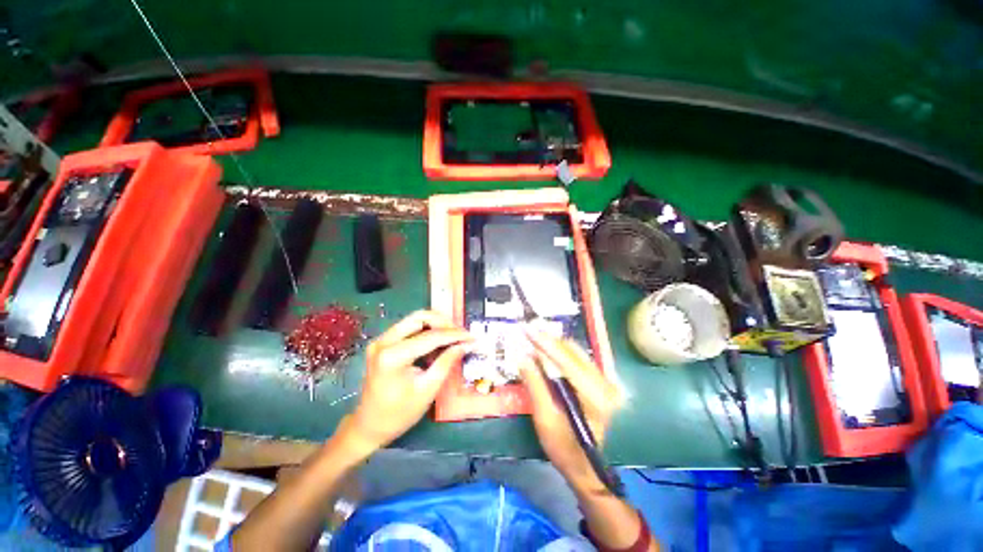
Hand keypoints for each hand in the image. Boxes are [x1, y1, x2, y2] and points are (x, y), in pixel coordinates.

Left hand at [346, 310, 472, 451]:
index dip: (454, 335)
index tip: (472, 337)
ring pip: (414, 319)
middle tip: (461, 334)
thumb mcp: (428, 389)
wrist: (369, 426)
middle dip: (444, 323)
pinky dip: (426, 330)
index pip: (431, 336)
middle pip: (420, 317)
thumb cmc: (399, 413)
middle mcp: (384, 341)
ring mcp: (381, 340)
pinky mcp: (383, 342)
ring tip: (452, 336)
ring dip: (435, 324)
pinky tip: (437, 341)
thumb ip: (447, 362)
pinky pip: (408, 328)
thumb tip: (465, 344)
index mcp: (393, 356)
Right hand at [520, 329, 621, 492]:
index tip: (528, 329)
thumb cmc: (563, 448)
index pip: (567, 361)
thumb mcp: (545, 418)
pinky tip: (546, 351)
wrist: (585, 466)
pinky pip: (578, 359)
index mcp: (595, 398)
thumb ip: (535, 385)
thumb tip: (523, 357)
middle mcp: (605, 385)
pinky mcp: (600, 382)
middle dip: (548, 340)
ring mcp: (605, 382)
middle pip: (572, 352)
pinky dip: (560, 353)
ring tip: (533, 338)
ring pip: (575, 353)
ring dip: (553, 345)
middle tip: (527, 331)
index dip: (545, 343)